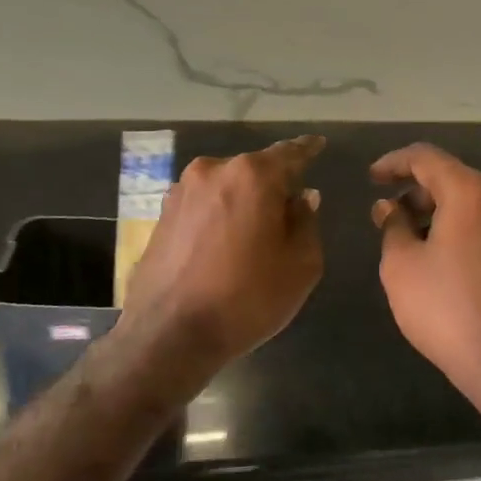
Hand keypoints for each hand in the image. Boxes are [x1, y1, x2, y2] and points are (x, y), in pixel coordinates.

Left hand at [120, 135, 325, 381]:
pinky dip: (218, 216)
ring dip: (242, 202)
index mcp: (252, 175)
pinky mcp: (161, 215)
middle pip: (255, 170)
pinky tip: (223, 246)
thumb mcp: (300, 265)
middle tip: (288, 214)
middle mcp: (213, 171)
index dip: (308, 149)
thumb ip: (307, 222)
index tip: (318, 144)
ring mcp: (181, 191)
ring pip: (226, 187)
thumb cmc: (246, 299)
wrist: (168, 336)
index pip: (290, 153)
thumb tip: (302, 198)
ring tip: (253, 235)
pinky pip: (203, 205)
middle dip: (273, 186)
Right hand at [371, 143, 480, 422]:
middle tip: (390, 218)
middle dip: (419, 193)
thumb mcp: (402, 267)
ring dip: (444, 213)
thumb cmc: (451, 311)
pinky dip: (468, 230)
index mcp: (473, 191)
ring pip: (477, 203)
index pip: (426, 157)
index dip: (394, 163)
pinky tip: (451, 260)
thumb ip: (392, 226)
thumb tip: (390, 207)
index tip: (372, 178)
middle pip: (455, 179)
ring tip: (417, 242)